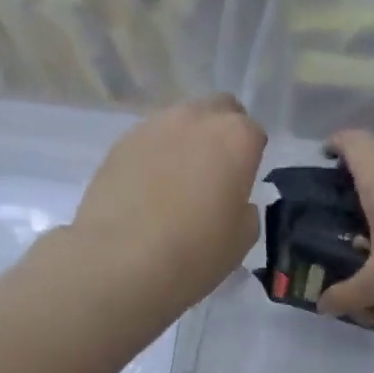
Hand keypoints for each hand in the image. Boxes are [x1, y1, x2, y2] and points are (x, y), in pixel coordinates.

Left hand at [71, 95, 266, 306]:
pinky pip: (148, 142)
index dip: (249, 160)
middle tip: (213, 176)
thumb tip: (234, 201)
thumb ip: (244, 210)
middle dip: (220, 135)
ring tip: (176, 185)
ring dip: (185, 143)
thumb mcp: (240, 241)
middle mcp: (196, 119)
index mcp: (236, 138)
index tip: (240, 187)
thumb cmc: (193, 253)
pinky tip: (146, 191)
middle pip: (218, 111)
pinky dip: (154, 158)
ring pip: (180, 122)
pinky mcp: (119, 143)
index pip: (254, 134)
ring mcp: (153, 126)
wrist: (120, 261)